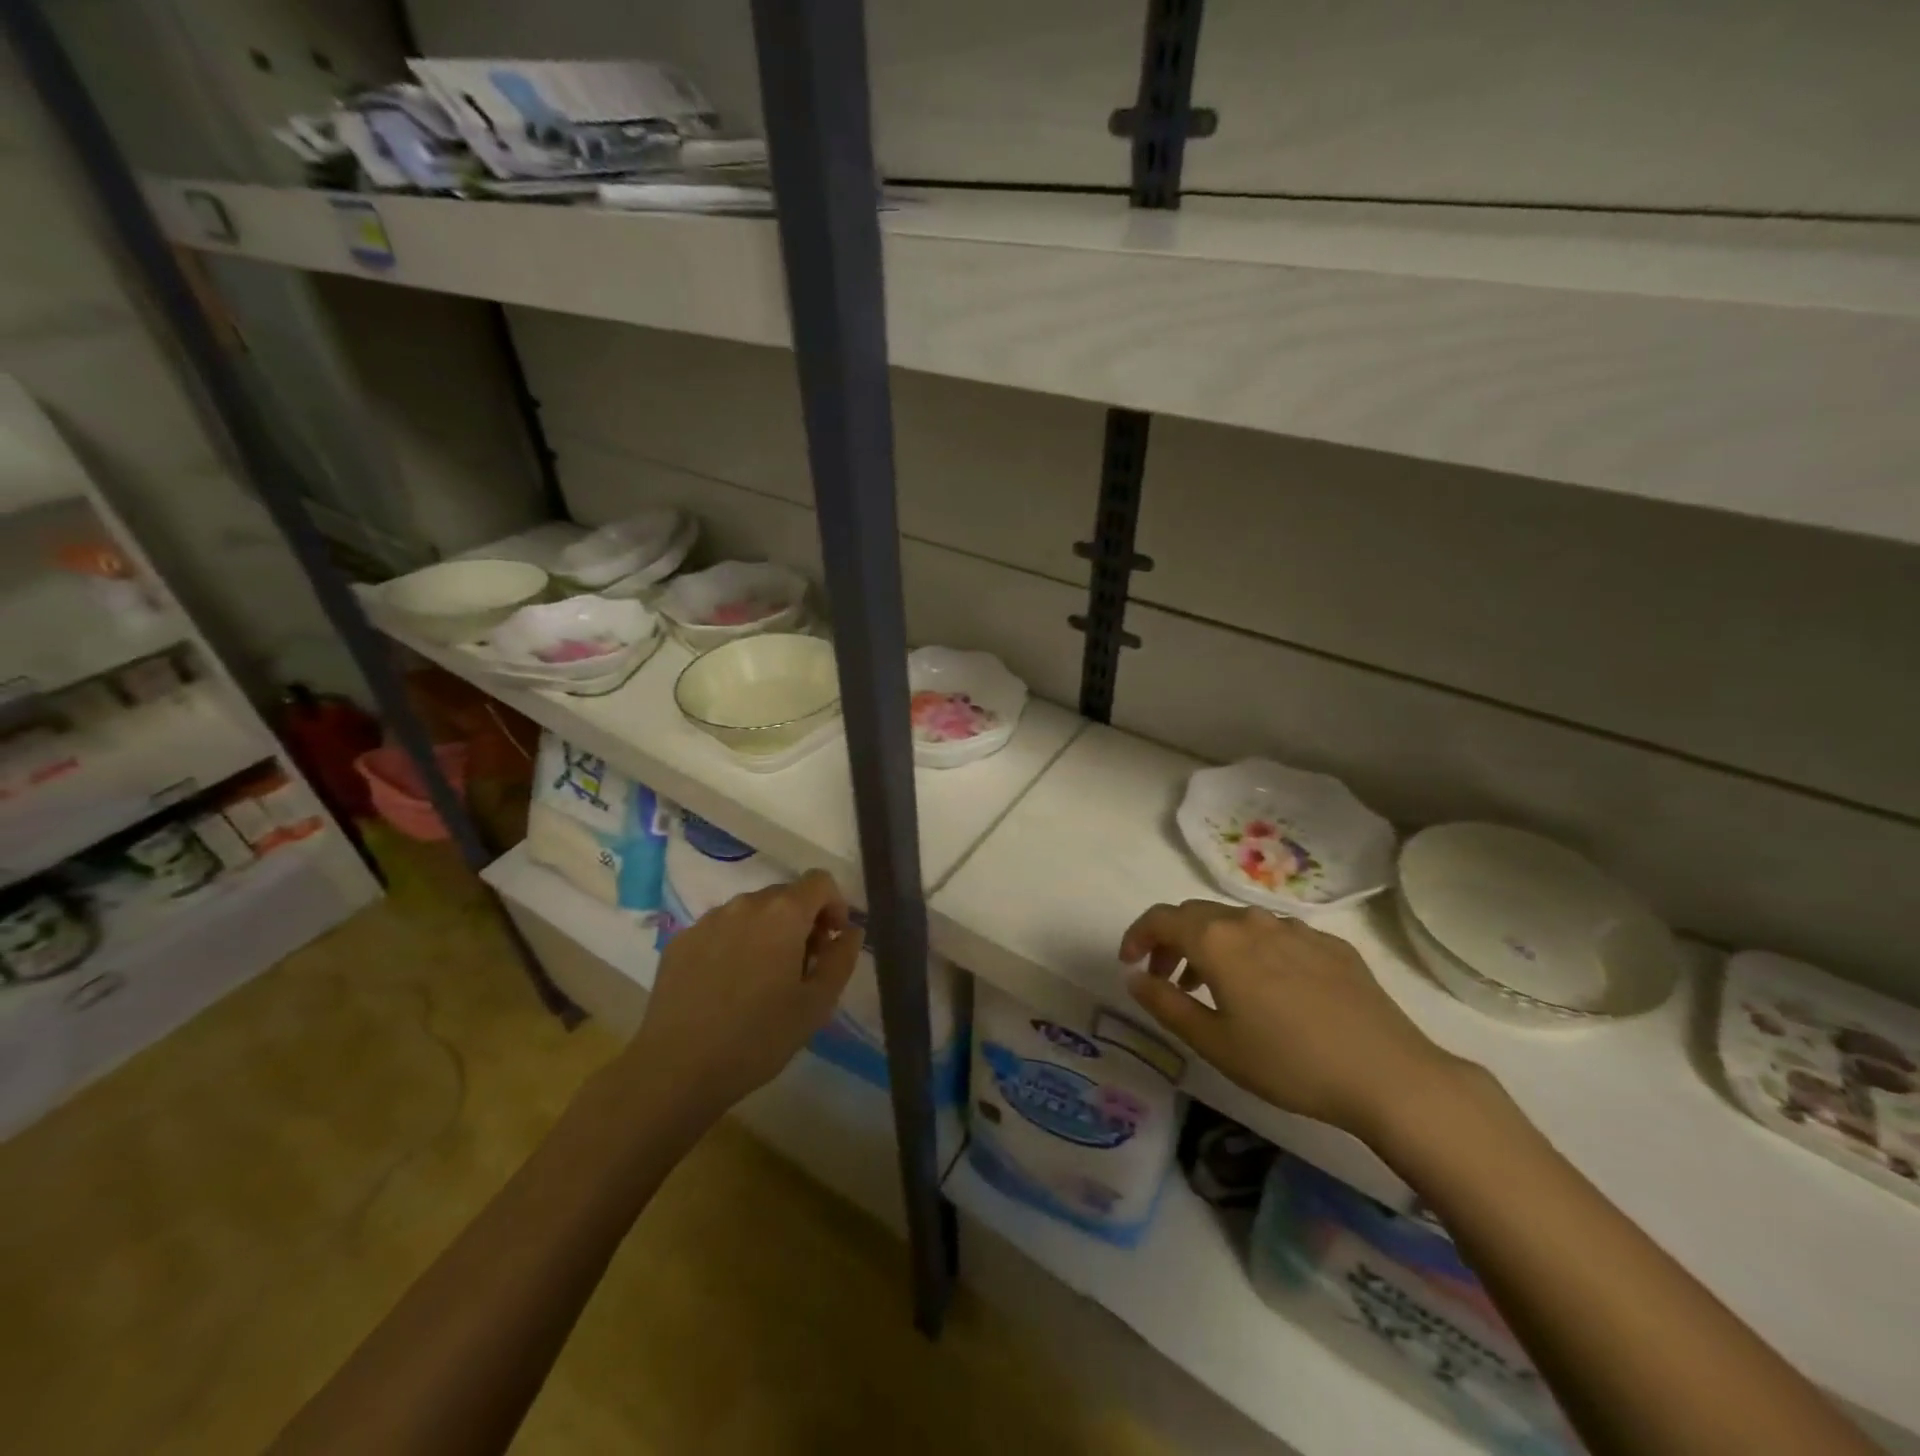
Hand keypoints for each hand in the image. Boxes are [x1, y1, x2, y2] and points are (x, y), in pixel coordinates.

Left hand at [623, 870, 863, 1121]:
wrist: (676, 1070)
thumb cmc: (758, 1037)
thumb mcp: (817, 1004)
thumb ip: (842, 958)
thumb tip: (850, 931)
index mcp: (783, 914)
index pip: (820, 882)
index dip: (835, 905)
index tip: (832, 942)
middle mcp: (745, 904)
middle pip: (785, 895)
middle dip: (802, 921)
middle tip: (802, 966)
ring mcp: (707, 920)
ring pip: (751, 912)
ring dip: (767, 932)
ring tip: (763, 979)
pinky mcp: (680, 941)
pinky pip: (720, 929)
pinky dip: (734, 944)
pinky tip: (727, 986)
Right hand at [1120, 900, 1460, 1142]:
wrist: (1388, 1074)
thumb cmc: (1289, 1063)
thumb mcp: (1215, 1043)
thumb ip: (1165, 1004)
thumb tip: (1134, 976)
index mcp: (1217, 940)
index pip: (1160, 918)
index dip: (1137, 936)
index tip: (1129, 963)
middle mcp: (1251, 920)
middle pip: (1196, 915)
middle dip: (1172, 941)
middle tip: (1167, 978)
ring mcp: (1294, 928)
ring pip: (1237, 923)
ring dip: (1212, 946)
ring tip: (1214, 987)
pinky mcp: (1329, 943)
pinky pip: (1276, 936)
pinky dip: (1254, 952)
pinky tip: (1270, 990)